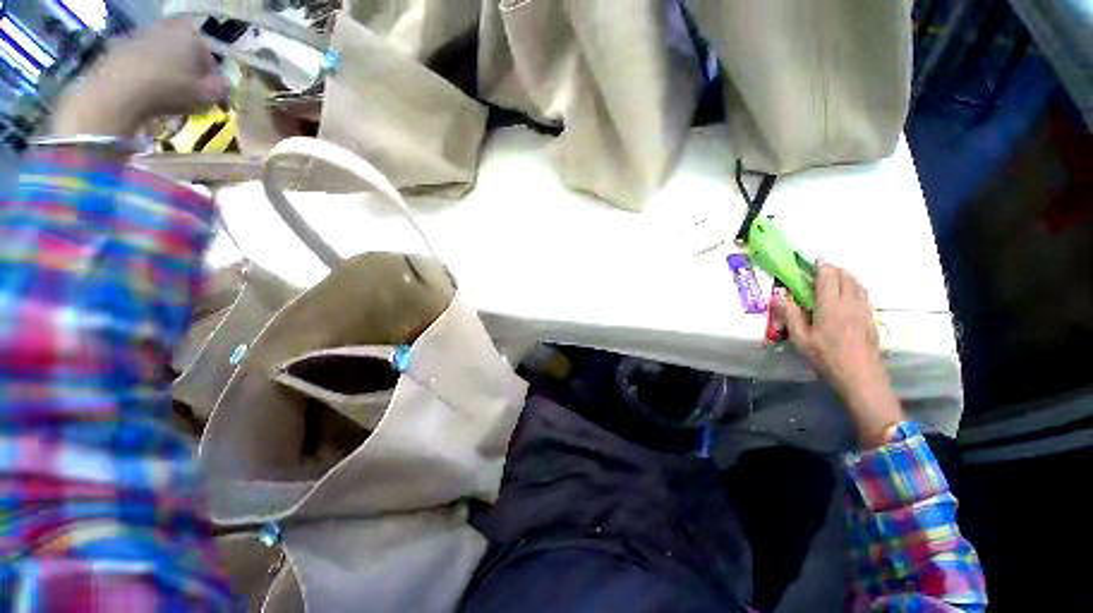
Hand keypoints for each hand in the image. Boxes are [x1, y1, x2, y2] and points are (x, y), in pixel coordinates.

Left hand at [53, 19, 229, 136]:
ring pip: (158, 52)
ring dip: (162, 67)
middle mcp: (165, 28)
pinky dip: (142, 72)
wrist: (117, 91)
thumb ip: (221, 88)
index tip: (208, 87)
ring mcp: (138, 35)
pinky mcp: (116, 47)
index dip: (209, 69)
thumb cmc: (169, 89)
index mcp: (189, 35)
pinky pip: (137, 59)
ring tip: (163, 92)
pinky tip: (142, 91)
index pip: (206, 50)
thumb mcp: (206, 95)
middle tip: (186, 88)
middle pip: (179, 47)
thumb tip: (226, 84)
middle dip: (184, 64)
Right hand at [774, 261, 903, 446]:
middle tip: (824, 267)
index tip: (816, 259)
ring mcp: (864, 312)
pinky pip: (864, 296)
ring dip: (848, 276)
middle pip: (847, 278)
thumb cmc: (826, 358)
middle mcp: (850, 304)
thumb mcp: (800, 339)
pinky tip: (851, 295)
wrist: (861, 378)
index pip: (828, 278)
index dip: (823, 266)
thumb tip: (779, 295)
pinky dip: (856, 288)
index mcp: (830, 306)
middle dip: (836, 269)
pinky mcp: (871, 321)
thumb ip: (790, 315)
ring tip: (838, 276)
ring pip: (859, 286)